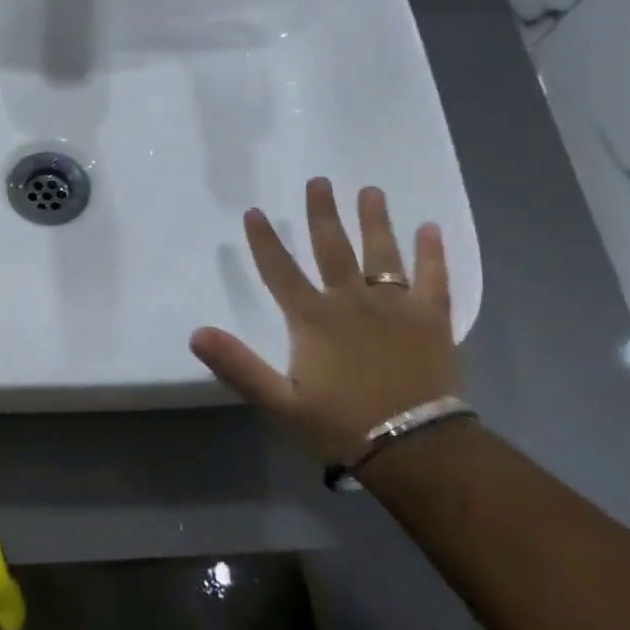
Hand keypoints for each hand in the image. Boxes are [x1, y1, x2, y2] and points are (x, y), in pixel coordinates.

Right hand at [190, 181, 460, 469]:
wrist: (414, 448)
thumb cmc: (340, 425)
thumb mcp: (279, 402)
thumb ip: (237, 365)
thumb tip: (196, 333)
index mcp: (313, 319)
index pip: (280, 270)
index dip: (264, 241)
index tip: (254, 212)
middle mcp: (352, 301)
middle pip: (334, 248)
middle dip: (322, 213)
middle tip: (319, 181)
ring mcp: (395, 307)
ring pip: (382, 253)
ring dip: (374, 220)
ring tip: (370, 191)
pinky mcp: (431, 320)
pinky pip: (433, 278)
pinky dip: (432, 252)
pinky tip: (431, 227)